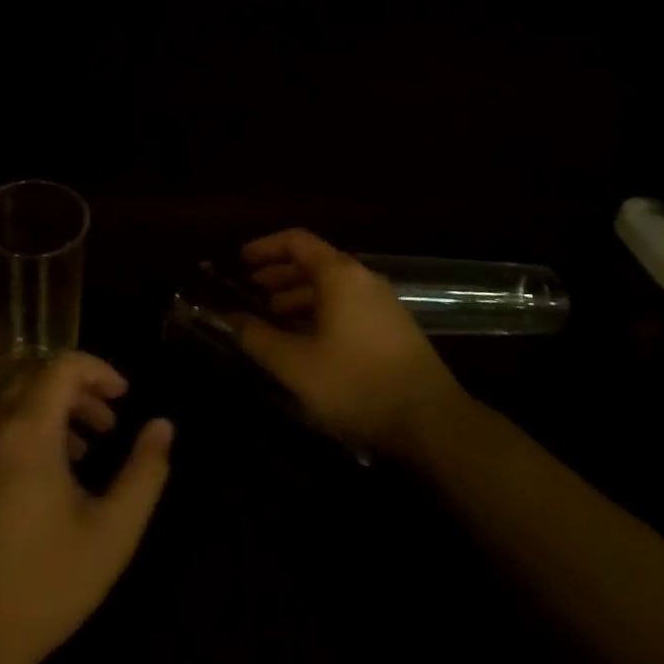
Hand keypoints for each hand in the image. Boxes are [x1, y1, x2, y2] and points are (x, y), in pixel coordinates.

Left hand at [0, 352, 173, 663]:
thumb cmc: (41, 585)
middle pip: (33, 376)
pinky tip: (43, 483)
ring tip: (82, 453)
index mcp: (26, 430)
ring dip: (49, 411)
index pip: (61, 365)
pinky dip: (23, 432)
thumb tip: (162, 426)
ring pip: (10, 404)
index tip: (125, 396)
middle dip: (76, 388)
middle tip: (108, 423)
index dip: (98, 370)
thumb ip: (144, 473)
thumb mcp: (111, 533)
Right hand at [235, 228, 465, 454]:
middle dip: (278, 274)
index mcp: (339, 275)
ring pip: (331, 287)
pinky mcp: (393, 329)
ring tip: (272, 318)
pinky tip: (306, 342)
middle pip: (314, 262)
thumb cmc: (356, 383)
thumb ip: (258, 338)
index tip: (239, 261)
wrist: (432, 422)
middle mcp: (362, 279)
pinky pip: (347, 306)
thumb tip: (231, 318)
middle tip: (249, 291)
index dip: (265, 247)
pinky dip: (320, 313)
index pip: (296, 241)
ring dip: (298, 296)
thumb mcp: (296, 364)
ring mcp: (382, 304)